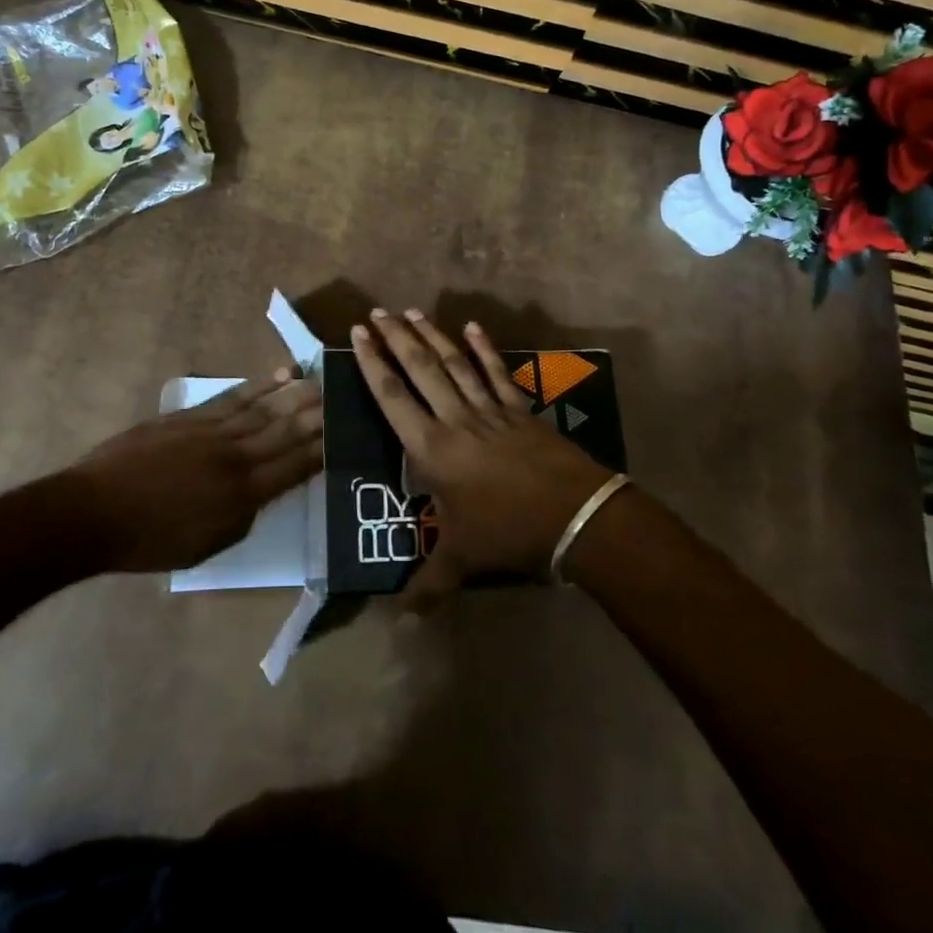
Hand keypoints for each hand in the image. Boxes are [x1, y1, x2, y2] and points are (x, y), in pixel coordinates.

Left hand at [61, 371, 322, 572]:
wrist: (93, 512)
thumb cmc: (150, 541)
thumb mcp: (206, 545)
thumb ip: (243, 516)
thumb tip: (265, 490)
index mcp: (242, 495)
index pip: (294, 467)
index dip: (322, 450)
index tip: (346, 431)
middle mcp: (235, 457)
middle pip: (285, 431)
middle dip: (318, 414)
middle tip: (345, 394)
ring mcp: (212, 431)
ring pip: (264, 409)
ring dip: (296, 393)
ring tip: (322, 379)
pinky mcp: (191, 416)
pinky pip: (233, 397)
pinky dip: (259, 385)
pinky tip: (279, 374)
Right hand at [351, 309, 613, 606]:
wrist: (574, 516)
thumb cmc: (509, 532)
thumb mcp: (462, 559)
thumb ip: (428, 585)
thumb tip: (399, 621)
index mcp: (432, 449)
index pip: (393, 397)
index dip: (373, 364)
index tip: (358, 335)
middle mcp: (455, 419)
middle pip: (420, 369)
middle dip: (396, 338)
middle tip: (376, 311)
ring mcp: (489, 410)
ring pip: (454, 363)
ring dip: (431, 335)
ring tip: (411, 311)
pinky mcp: (518, 409)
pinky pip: (496, 372)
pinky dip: (484, 348)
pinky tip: (471, 326)